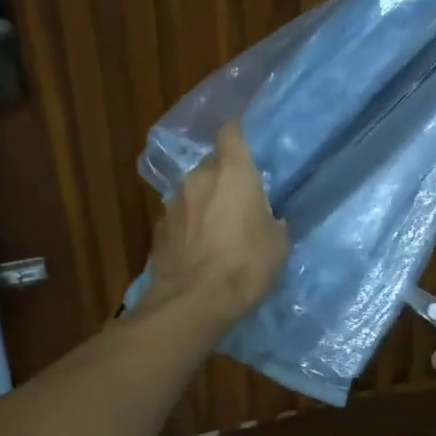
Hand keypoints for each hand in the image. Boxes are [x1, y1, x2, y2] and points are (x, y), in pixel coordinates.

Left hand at [144, 124, 288, 325]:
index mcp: (233, 172)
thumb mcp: (277, 245)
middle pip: (212, 164)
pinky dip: (191, 226)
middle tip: (240, 201)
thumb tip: (267, 219)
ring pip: (194, 191)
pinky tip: (200, 250)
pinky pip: (181, 217)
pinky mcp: (158, 229)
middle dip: (225, 177)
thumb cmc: (244, 266)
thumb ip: (271, 221)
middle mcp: (199, 177)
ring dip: (206, 202)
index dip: (238, 134)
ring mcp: (173, 202)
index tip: (247, 146)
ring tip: (219, 230)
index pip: (231, 132)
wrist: (191, 303)